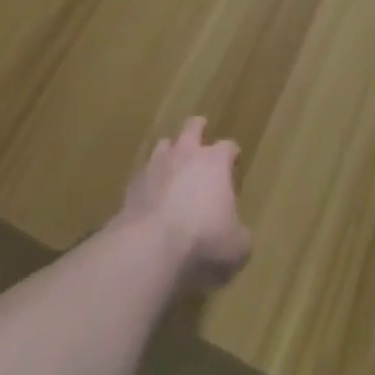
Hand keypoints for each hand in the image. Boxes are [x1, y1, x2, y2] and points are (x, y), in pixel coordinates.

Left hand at [116, 116, 252, 293]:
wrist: (151, 245)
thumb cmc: (203, 239)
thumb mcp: (236, 247)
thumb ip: (240, 236)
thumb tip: (240, 237)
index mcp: (215, 162)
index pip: (228, 146)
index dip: (232, 153)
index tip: (234, 159)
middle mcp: (186, 154)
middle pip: (192, 127)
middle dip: (197, 128)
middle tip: (200, 132)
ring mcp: (156, 165)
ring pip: (164, 145)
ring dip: (169, 152)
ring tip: (172, 163)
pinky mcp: (133, 184)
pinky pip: (144, 174)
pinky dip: (149, 181)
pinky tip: (151, 195)